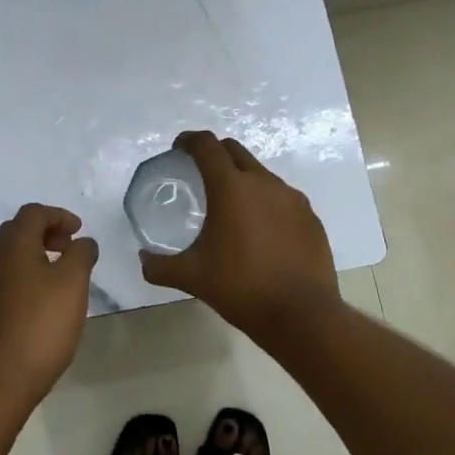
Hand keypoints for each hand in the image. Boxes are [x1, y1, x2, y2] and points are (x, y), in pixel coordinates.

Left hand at [0, 203, 98, 410]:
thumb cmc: (40, 325)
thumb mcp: (73, 284)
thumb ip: (81, 255)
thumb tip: (83, 242)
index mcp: (12, 245)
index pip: (34, 213)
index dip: (59, 216)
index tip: (79, 231)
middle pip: (17, 232)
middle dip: (45, 233)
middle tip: (69, 248)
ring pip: (8, 258)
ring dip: (34, 257)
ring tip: (58, 277)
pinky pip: (3, 282)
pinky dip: (23, 279)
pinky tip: (39, 304)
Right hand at [138, 131, 340, 337]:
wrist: (302, 314)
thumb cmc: (241, 288)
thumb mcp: (192, 277)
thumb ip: (160, 266)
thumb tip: (143, 260)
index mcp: (231, 188)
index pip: (207, 146)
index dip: (190, 140)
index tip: (179, 147)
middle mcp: (264, 183)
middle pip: (235, 151)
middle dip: (215, 153)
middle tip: (200, 172)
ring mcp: (292, 198)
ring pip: (261, 174)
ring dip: (242, 179)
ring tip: (231, 206)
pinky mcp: (310, 217)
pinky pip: (282, 198)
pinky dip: (266, 203)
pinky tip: (261, 231)